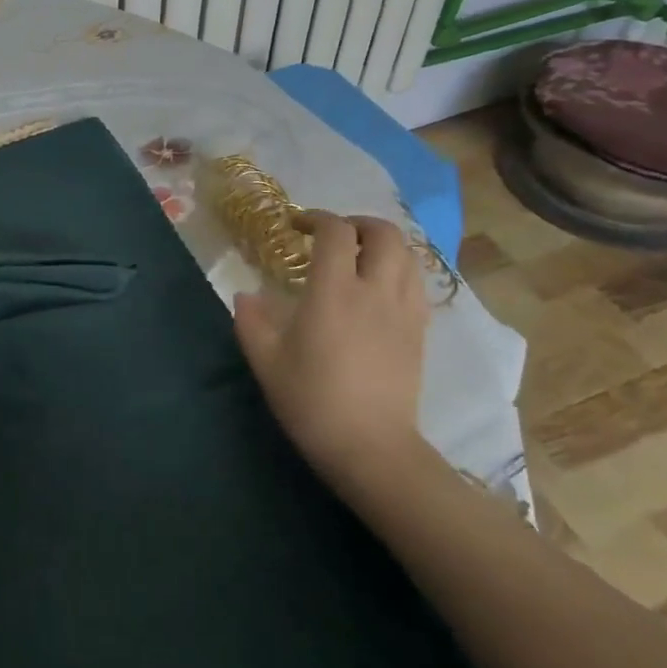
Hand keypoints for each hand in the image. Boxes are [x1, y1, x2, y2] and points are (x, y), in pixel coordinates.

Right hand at [233, 212, 429, 488]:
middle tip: (334, 235)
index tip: (297, 225)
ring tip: (360, 256)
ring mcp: (404, 311)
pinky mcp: (420, 332)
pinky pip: (417, 284)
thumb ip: (251, 321)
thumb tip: (246, 295)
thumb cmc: (312, 401)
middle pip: (383, 233)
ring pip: (407, 256)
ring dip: (383, 244)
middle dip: (358, 223)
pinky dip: (400, 271)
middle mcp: (375, 290)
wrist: (371, 449)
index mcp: (334, 291)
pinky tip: (380, 288)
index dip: (316, 218)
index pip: (335, 232)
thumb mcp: (266, 361)